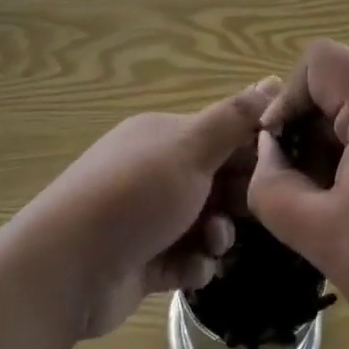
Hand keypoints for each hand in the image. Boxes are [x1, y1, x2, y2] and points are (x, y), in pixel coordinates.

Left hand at [18, 80, 277, 339]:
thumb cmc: (135, 195)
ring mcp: (148, 217)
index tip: (282, 167)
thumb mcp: (190, 148)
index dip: (253, 149)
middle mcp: (156, 170)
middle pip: (217, 178)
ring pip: (205, 221)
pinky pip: (185, 257)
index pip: (223, 133)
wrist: (66, 269)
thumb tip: (275, 78)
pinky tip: (192, 269)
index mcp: (165, 135)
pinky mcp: (144, 261)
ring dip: (218, 234)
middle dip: (238, 196)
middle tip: (254, 212)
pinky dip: (194, 263)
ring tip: (214, 244)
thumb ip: (235, 117)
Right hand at [248, 41, 348, 348]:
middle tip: (303, 190)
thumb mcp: (322, 235)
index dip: (287, 99)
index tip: (279, 154)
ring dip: (342, 145)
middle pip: (346, 84)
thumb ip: (273, 186)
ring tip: (339, 206)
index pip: (319, 61)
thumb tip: (269, 153)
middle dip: (312, 129)